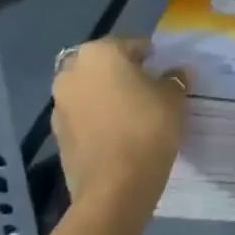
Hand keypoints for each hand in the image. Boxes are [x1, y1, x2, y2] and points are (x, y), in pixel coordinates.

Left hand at [51, 37, 186, 215]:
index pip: (131, 45)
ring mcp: (60, 107)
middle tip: (145, 90)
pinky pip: (82, 118)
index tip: (162, 72)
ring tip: (131, 115)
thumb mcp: (173, 97)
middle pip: (103, 66)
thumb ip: (174, 79)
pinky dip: (96, 121)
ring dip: (105, 97)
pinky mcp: (57, 138)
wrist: (114, 190)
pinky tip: (117, 135)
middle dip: (120, 74)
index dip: (150, 57)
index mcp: (100, 53)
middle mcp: (73, 73)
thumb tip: (176, 74)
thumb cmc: (146, 127)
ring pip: (89, 92)